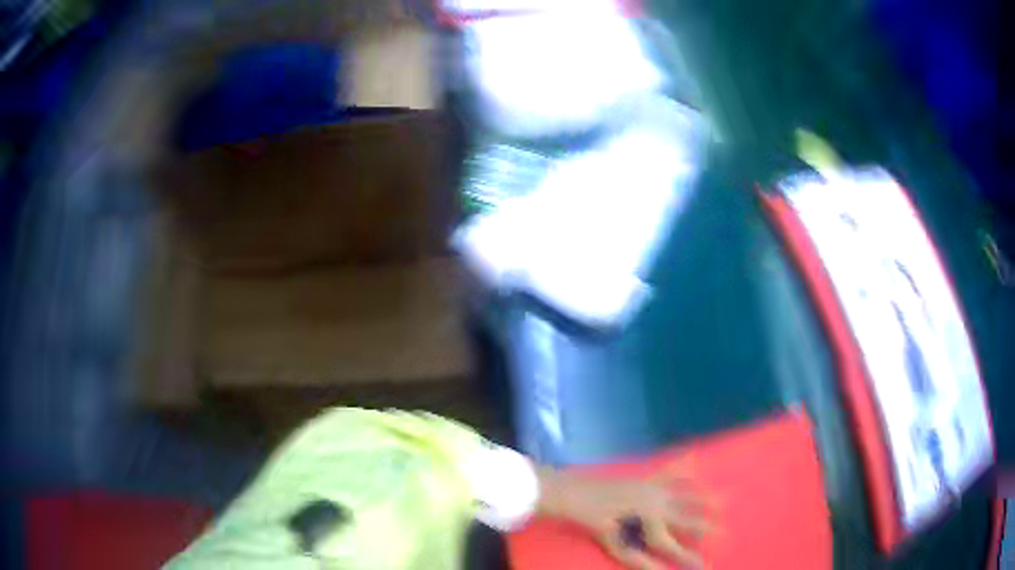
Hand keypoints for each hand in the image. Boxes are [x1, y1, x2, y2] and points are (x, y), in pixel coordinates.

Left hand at [535, 461, 711, 569]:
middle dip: (706, 525)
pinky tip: (694, 458)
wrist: (574, 493)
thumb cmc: (593, 522)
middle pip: (687, 516)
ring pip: (685, 493)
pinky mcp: (645, 478)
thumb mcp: (615, 545)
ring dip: (704, 497)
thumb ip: (639, 559)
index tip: (705, 566)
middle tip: (725, 532)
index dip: (688, 558)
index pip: (673, 545)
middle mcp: (657, 503)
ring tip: (723, 500)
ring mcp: (652, 488)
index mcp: (649, 521)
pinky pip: (668, 471)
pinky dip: (682, 466)